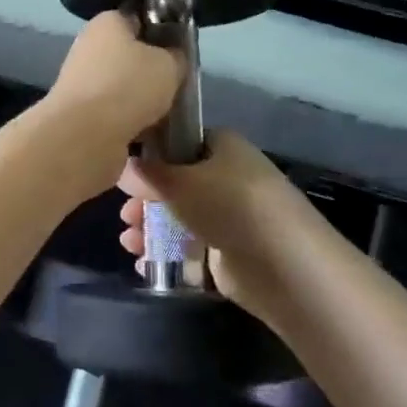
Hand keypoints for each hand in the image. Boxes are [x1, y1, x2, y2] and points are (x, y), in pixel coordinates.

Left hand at [42, 11, 184, 152]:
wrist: (85, 135)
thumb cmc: (129, 86)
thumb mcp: (169, 65)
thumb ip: (175, 57)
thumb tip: (172, 57)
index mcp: (107, 23)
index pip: (137, 18)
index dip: (160, 31)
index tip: (179, 50)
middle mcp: (89, 46)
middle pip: (130, 55)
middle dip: (152, 71)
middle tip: (175, 85)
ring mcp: (81, 80)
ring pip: (122, 86)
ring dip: (141, 100)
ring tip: (166, 114)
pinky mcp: (80, 112)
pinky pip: (113, 112)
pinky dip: (129, 121)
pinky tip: (148, 133)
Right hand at [117, 130, 319, 314]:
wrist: (283, 264)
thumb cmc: (229, 204)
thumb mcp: (179, 182)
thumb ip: (148, 174)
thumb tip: (124, 166)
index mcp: (223, 147)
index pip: (182, 142)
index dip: (153, 155)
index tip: (127, 172)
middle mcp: (228, 177)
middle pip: (177, 184)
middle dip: (147, 200)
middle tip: (126, 215)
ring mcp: (230, 217)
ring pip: (181, 217)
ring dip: (152, 228)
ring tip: (130, 242)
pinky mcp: (230, 253)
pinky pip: (191, 249)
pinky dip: (168, 255)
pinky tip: (145, 263)